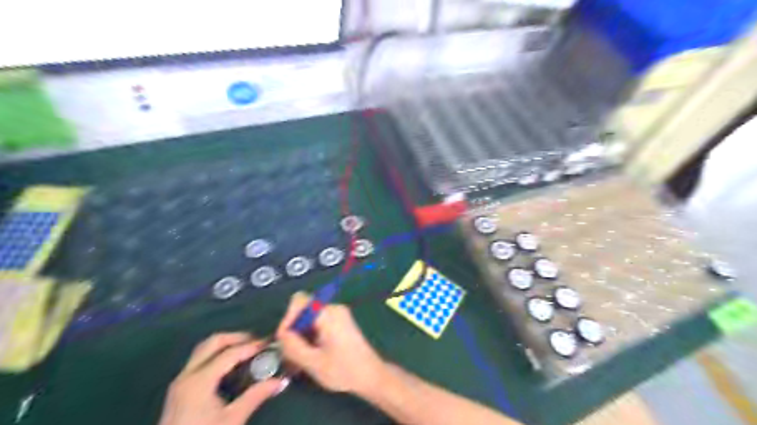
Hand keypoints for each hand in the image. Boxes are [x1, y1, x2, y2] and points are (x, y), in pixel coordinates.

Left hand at [159, 333, 289, 424]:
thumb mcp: (233, 420)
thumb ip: (256, 396)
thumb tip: (280, 380)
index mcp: (200, 380)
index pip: (230, 353)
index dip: (251, 346)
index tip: (270, 344)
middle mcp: (187, 375)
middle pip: (213, 342)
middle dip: (237, 338)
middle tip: (257, 342)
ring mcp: (180, 381)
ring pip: (204, 349)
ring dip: (226, 344)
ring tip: (247, 350)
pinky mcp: (179, 390)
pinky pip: (199, 360)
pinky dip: (217, 355)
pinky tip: (230, 365)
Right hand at [276, 290, 386, 395]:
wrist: (371, 375)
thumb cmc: (344, 370)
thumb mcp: (313, 362)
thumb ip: (293, 346)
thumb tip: (280, 334)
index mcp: (328, 313)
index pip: (299, 301)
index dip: (288, 318)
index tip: (285, 340)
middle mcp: (333, 308)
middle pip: (303, 310)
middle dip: (293, 331)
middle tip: (289, 355)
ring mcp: (337, 314)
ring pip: (308, 318)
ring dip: (300, 336)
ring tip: (296, 360)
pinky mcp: (339, 322)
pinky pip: (317, 323)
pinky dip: (309, 337)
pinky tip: (307, 356)